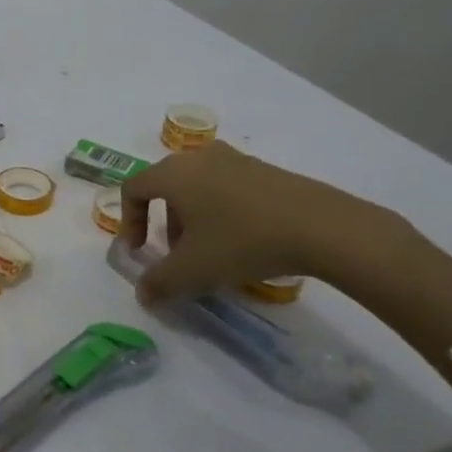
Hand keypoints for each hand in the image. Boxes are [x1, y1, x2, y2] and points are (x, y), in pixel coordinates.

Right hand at [120, 141, 375, 302]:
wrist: (322, 227)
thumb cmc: (242, 241)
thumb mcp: (193, 271)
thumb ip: (159, 283)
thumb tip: (143, 294)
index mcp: (173, 173)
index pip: (134, 189)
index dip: (129, 222)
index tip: (140, 252)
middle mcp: (199, 157)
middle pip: (166, 187)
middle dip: (164, 223)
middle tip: (177, 254)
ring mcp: (235, 159)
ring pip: (198, 187)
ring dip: (193, 218)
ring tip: (211, 251)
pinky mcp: (265, 169)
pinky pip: (227, 187)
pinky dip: (221, 211)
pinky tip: (243, 241)